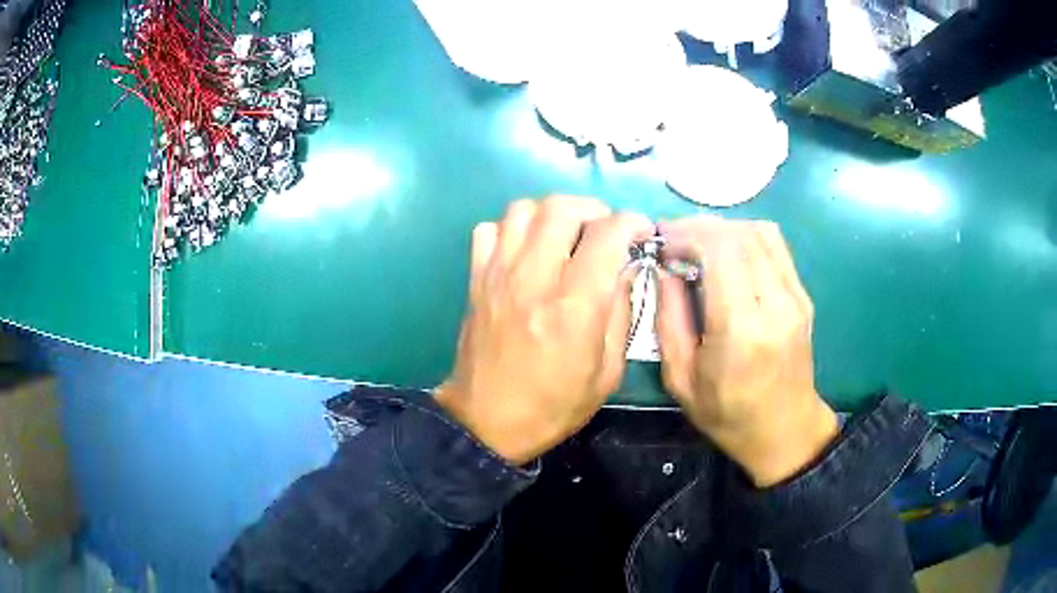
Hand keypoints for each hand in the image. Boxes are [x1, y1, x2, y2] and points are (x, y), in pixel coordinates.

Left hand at [436, 197, 652, 464]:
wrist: (486, 422)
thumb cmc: (553, 406)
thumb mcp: (607, 373)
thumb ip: (620, 313)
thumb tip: (624, 268)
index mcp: (574, 307)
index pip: (606, 235)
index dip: (631, 222)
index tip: (640, 230)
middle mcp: (534, 279)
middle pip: (561, 208)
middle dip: (593, 210)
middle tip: (604, 231)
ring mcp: (498, 275)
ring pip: (523, 209)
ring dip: (552, 214)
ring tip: (566, 235)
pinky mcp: (476, 280)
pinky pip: (490, 230)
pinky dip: (512, 228)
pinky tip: (526, 250)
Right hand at [656, 217, 837, 486]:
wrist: (784, 430)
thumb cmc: (727, 413)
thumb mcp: (680, 378)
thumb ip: (668, 318)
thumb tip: (663, 269)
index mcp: (741, 329)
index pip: (719, 251)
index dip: (686, 235)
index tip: (661, 242)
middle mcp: (775, 304)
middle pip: (739, 235)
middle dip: (700, 227)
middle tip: (673, 238)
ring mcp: (795, 297)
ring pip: (760, 233)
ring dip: (723, 228)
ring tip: (697, 242)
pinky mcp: (803, 296)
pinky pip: (775, 247)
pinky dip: (745, 237)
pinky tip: (727, 252)